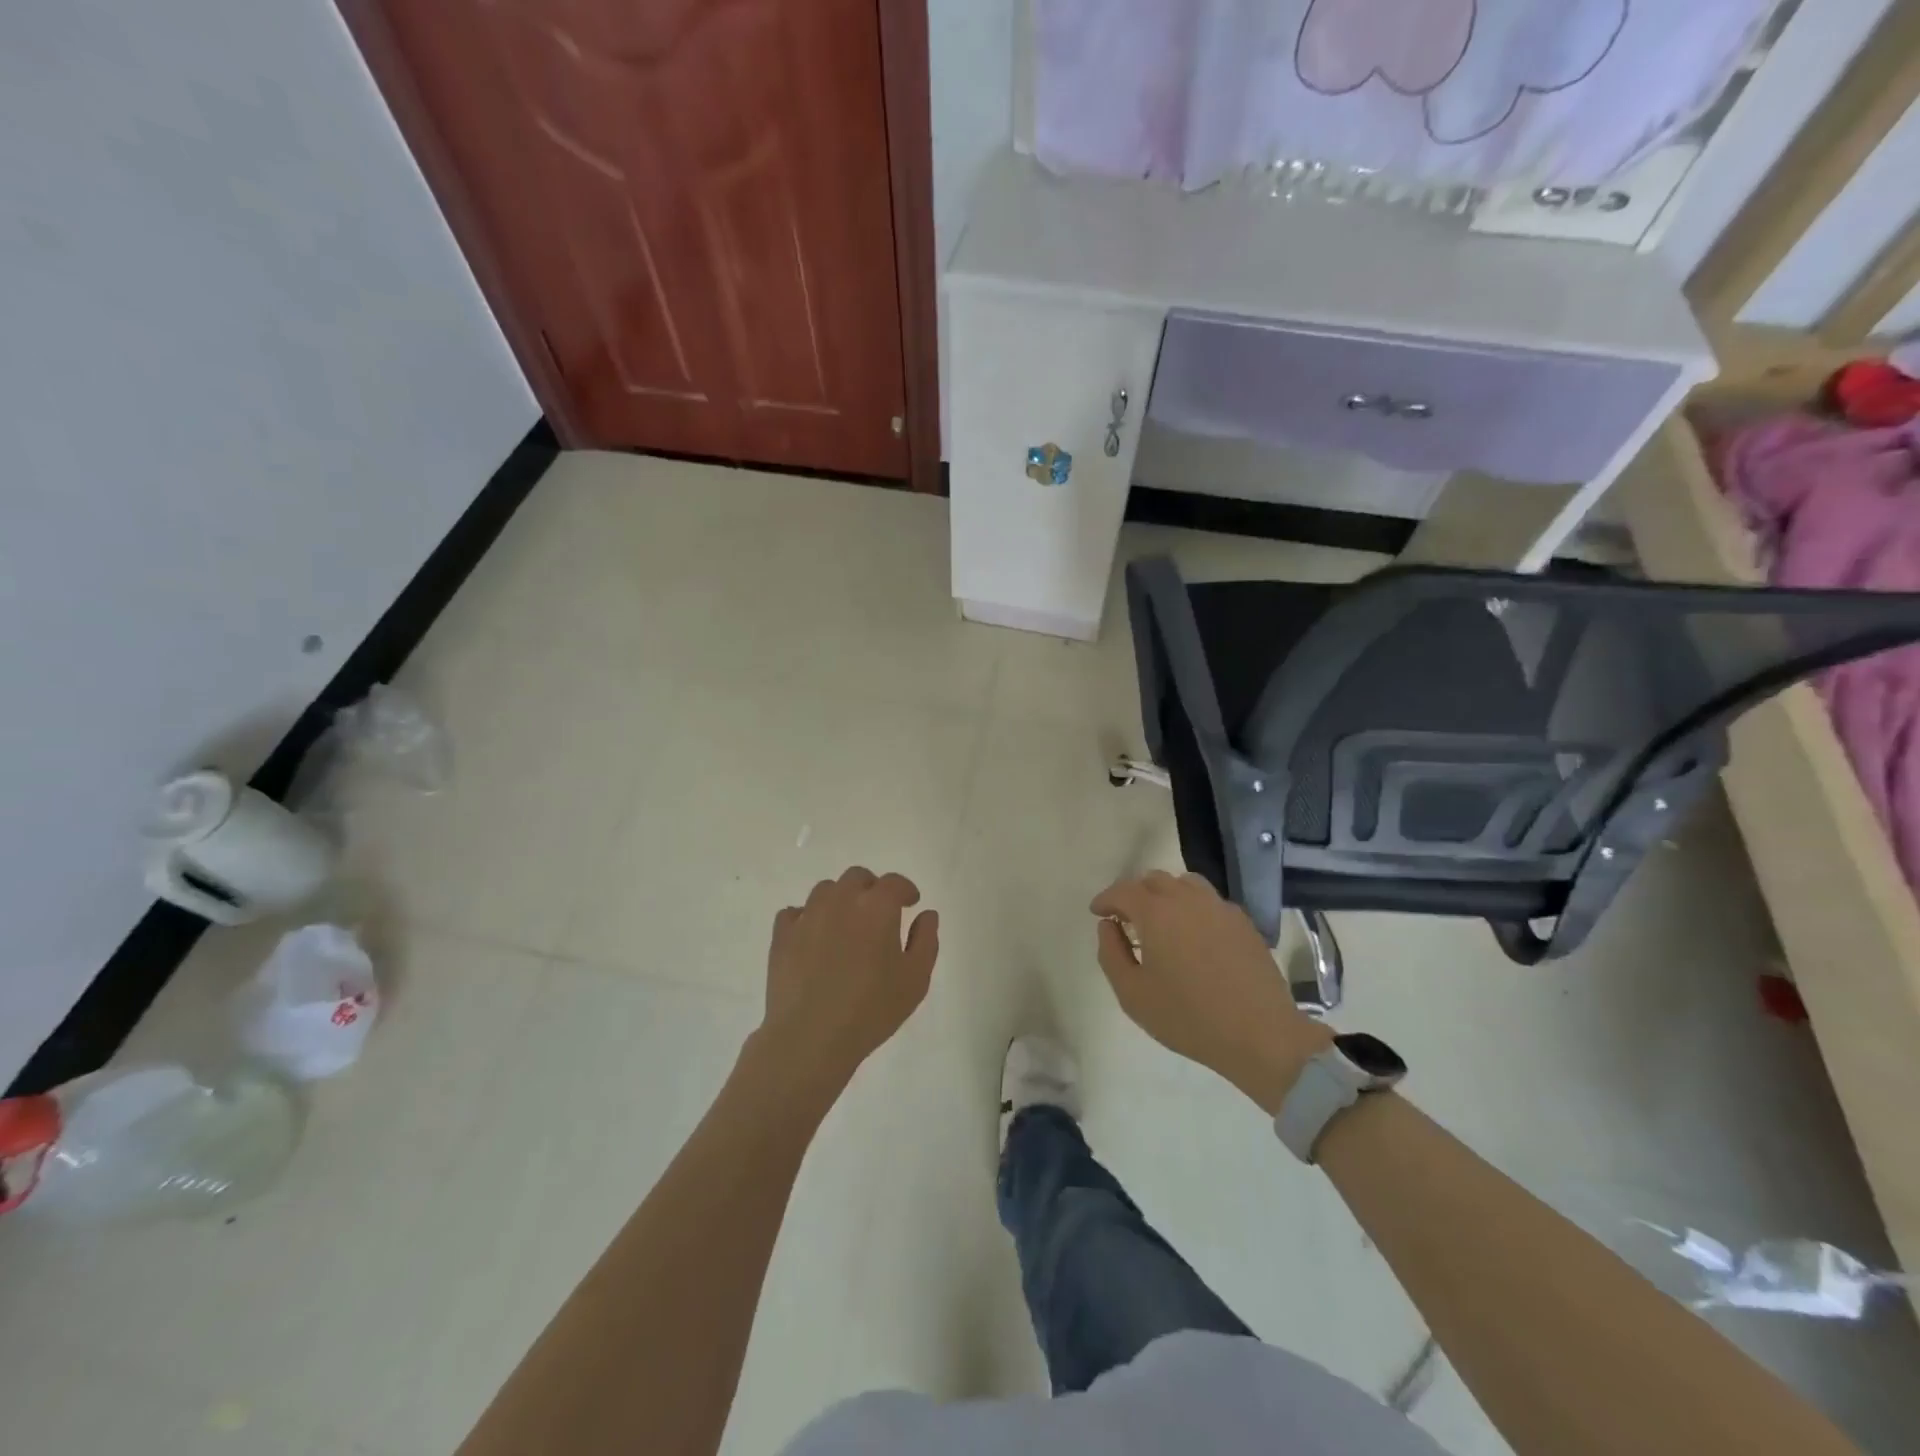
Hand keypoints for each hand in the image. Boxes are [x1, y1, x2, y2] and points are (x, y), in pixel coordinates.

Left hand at [754, 867, 939, 1092]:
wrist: (810, 1037)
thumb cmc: (871, 1009)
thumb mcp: (915, 980)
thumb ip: (925, 940)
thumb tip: (926, 914)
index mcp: (877, 907)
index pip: (894, 883)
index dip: (905, 890)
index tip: (911, 903)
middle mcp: (841, 900)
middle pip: (857, 878)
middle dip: (872, 889)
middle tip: (879, 913)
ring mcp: (808, 915)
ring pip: (826, 890)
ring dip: (840, 899)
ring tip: (846, 924)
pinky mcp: (782, 935)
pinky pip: (795, 912)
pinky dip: (808, 918)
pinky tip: (814, 937)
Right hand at [1091, 871, 1331, 1111]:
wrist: (1261, 1034)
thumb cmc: (1188, 1017)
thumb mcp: (1133, 994)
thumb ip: (1111, 953)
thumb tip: (1108, 926)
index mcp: (1157, 913)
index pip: (1123, 890)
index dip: (1106, 899)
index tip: (1097, 912)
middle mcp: (1187, 899)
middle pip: (1154, 880)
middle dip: (1134, 893)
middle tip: (1126, 918)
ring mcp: (1219, 907)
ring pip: (1185, 884)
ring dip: (1165, 894)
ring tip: (1161, 919)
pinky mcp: (1243, 922)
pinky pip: (1210, 901)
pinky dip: (1193, 907)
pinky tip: (1194, 934)